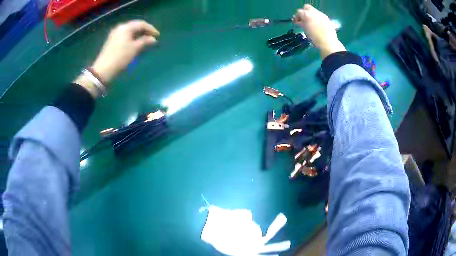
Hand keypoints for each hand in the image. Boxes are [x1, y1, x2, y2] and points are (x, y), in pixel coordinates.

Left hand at [91, 20, 159, 83]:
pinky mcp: (112, 41)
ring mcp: (115, 34)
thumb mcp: (135, 49)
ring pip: (130, 31)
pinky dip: (132, 38)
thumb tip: (153, 39)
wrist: (103, 70)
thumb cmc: (120, 58)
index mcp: (126, 27)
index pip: (142, 24)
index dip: (151, 29)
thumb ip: (145, 41)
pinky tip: (136, 43)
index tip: (158, 36)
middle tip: (152, 38)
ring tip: (146, 41)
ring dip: (139, 35)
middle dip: (145, 31)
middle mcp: (120, 28)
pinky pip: (125, 35)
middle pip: (135, 26)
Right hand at [293, 4, 344, 58]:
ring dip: (311, 15)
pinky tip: (319, 25)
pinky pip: (320, 15)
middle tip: (304, 20)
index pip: (299, 12)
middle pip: (307, 7)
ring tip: (312, 24)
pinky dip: (318, 18)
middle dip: (304, 12)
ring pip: (314, 11)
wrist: (328, 42)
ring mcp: (321, 14)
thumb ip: (301, 23)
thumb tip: (298, 21)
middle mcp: (314, 12)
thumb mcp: (305, 30)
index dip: (297, 17)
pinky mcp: (327, 18)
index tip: (297, 23)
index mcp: (307, 14)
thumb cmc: (315, 38)